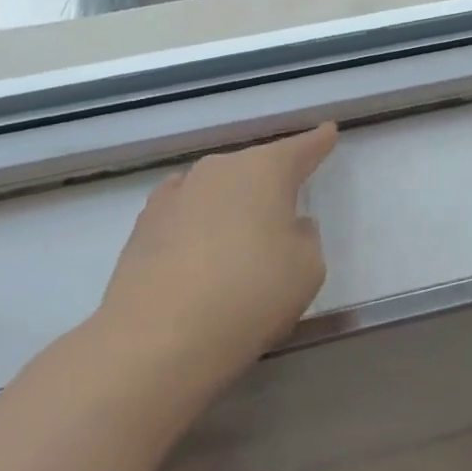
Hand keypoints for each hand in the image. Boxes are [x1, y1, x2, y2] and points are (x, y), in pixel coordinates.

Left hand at [88, 124, 338, 398]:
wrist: (158, 339)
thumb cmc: (251, 294)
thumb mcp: (308, 268)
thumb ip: (305, 237)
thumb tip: (287, 226)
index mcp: (265, 170)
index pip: (301, 148)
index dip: (318, 142)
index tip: (328, 131)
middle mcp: (219, 170)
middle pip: (254, 166)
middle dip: (272, 180)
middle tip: (286, 204)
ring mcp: (175, 195)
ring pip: (217, 188)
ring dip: (232, 202)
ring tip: (241, 232)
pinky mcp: (143, 226)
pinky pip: (185, 211)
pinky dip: (198, 222)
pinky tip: (200, 242)